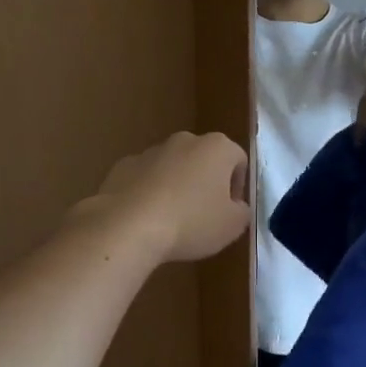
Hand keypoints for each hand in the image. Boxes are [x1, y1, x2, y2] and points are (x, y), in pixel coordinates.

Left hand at [84, 131, 250, 263]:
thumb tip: (236, 206)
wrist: (128, 226)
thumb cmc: (191, 222)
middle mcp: (185, 140)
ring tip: (173, 220)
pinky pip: (145, 178)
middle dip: (207, 183)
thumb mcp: (233, 226)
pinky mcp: (123, 166)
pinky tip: (146, 219)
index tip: (230, 211)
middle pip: (204, 159)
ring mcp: (150, 151)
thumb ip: (242, 212)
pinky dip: (149, 193)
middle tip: (204, 215)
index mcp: (217, 147)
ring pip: (173, 167)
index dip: (238, 187)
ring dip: (177, 187)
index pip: (239, 160)